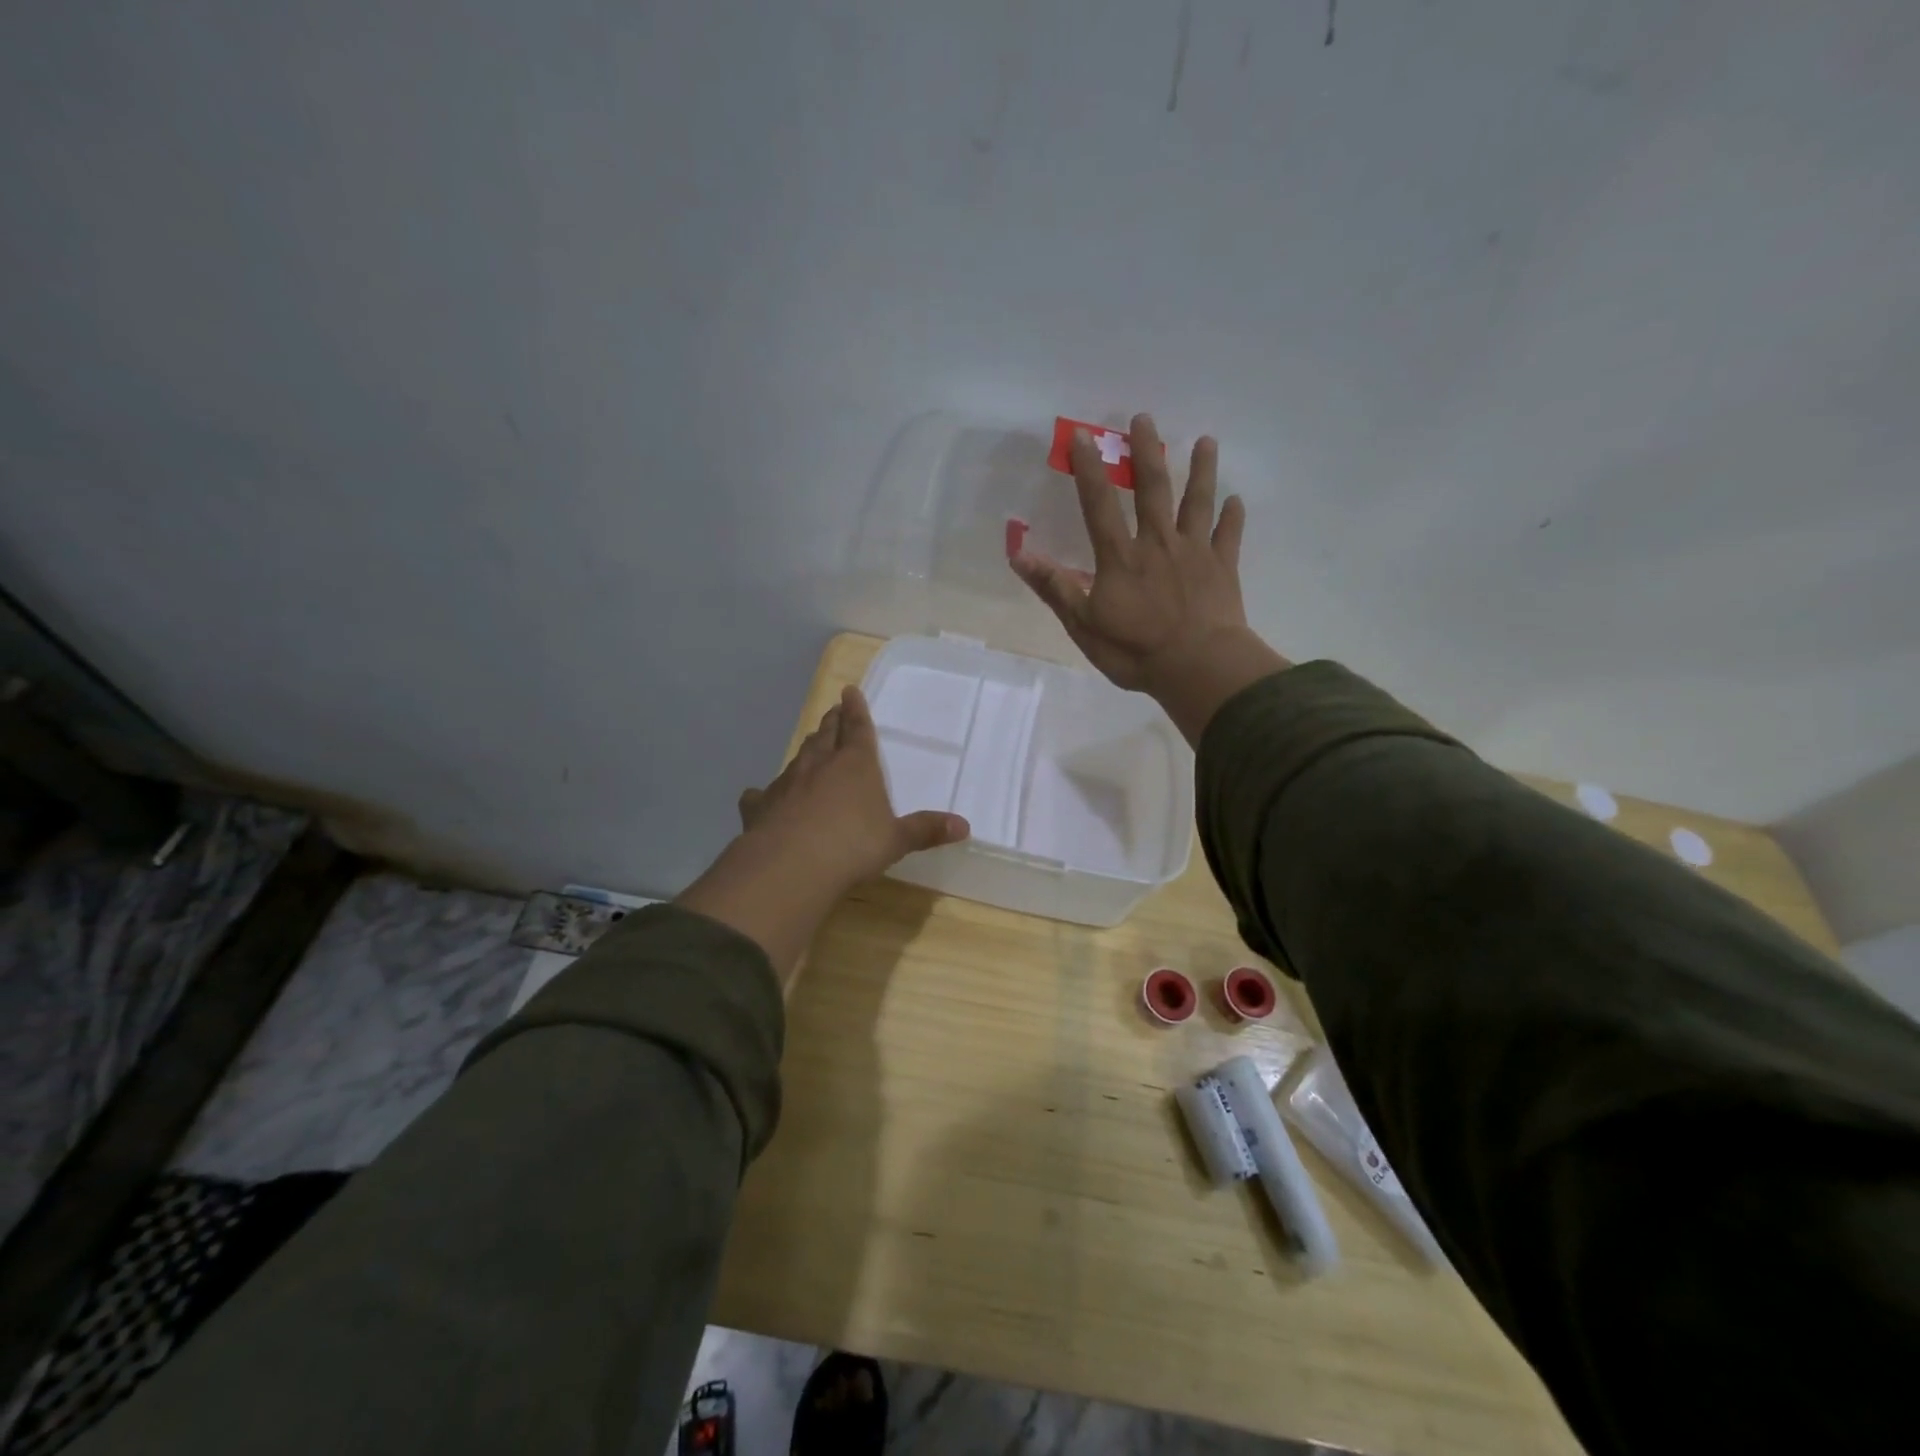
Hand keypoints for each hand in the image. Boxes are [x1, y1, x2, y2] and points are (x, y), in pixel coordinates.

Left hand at [736, 685, 968, 888]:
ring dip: (807, 749)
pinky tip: (758, 797)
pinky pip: (762, 794)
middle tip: (832, 712)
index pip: (858, 729)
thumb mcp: (896, 840)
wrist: (791, 866)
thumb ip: (926, 831)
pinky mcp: (760, 806)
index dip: (856, 710)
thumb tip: (965, 826)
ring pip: (798, 758)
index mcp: (856, 765)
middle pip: (826, 735)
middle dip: (831, 723)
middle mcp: (820, 765)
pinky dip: (764, 793)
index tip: (849, 691)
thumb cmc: (853, 846)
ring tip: (811, 744)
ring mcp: (787, 783)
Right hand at [1011, 413, 1288, 743]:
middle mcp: (1158, 543)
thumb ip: (1054, 587)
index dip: (1088, 470)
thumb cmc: (1136, 650)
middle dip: (1146, 452)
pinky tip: (1236, 500)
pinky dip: (1232, 517)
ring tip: (1206, 441)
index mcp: (1121, 557)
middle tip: (1144, 419)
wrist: (1199, 666)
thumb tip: (1018, 553)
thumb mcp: (1083, 624)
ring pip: (1197, 502)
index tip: (1083, 436)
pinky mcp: (1222, 568)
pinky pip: (1228, 536)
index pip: (1099, 504)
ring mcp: (1194, 552)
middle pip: (1152, 489)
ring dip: (1201, 470)